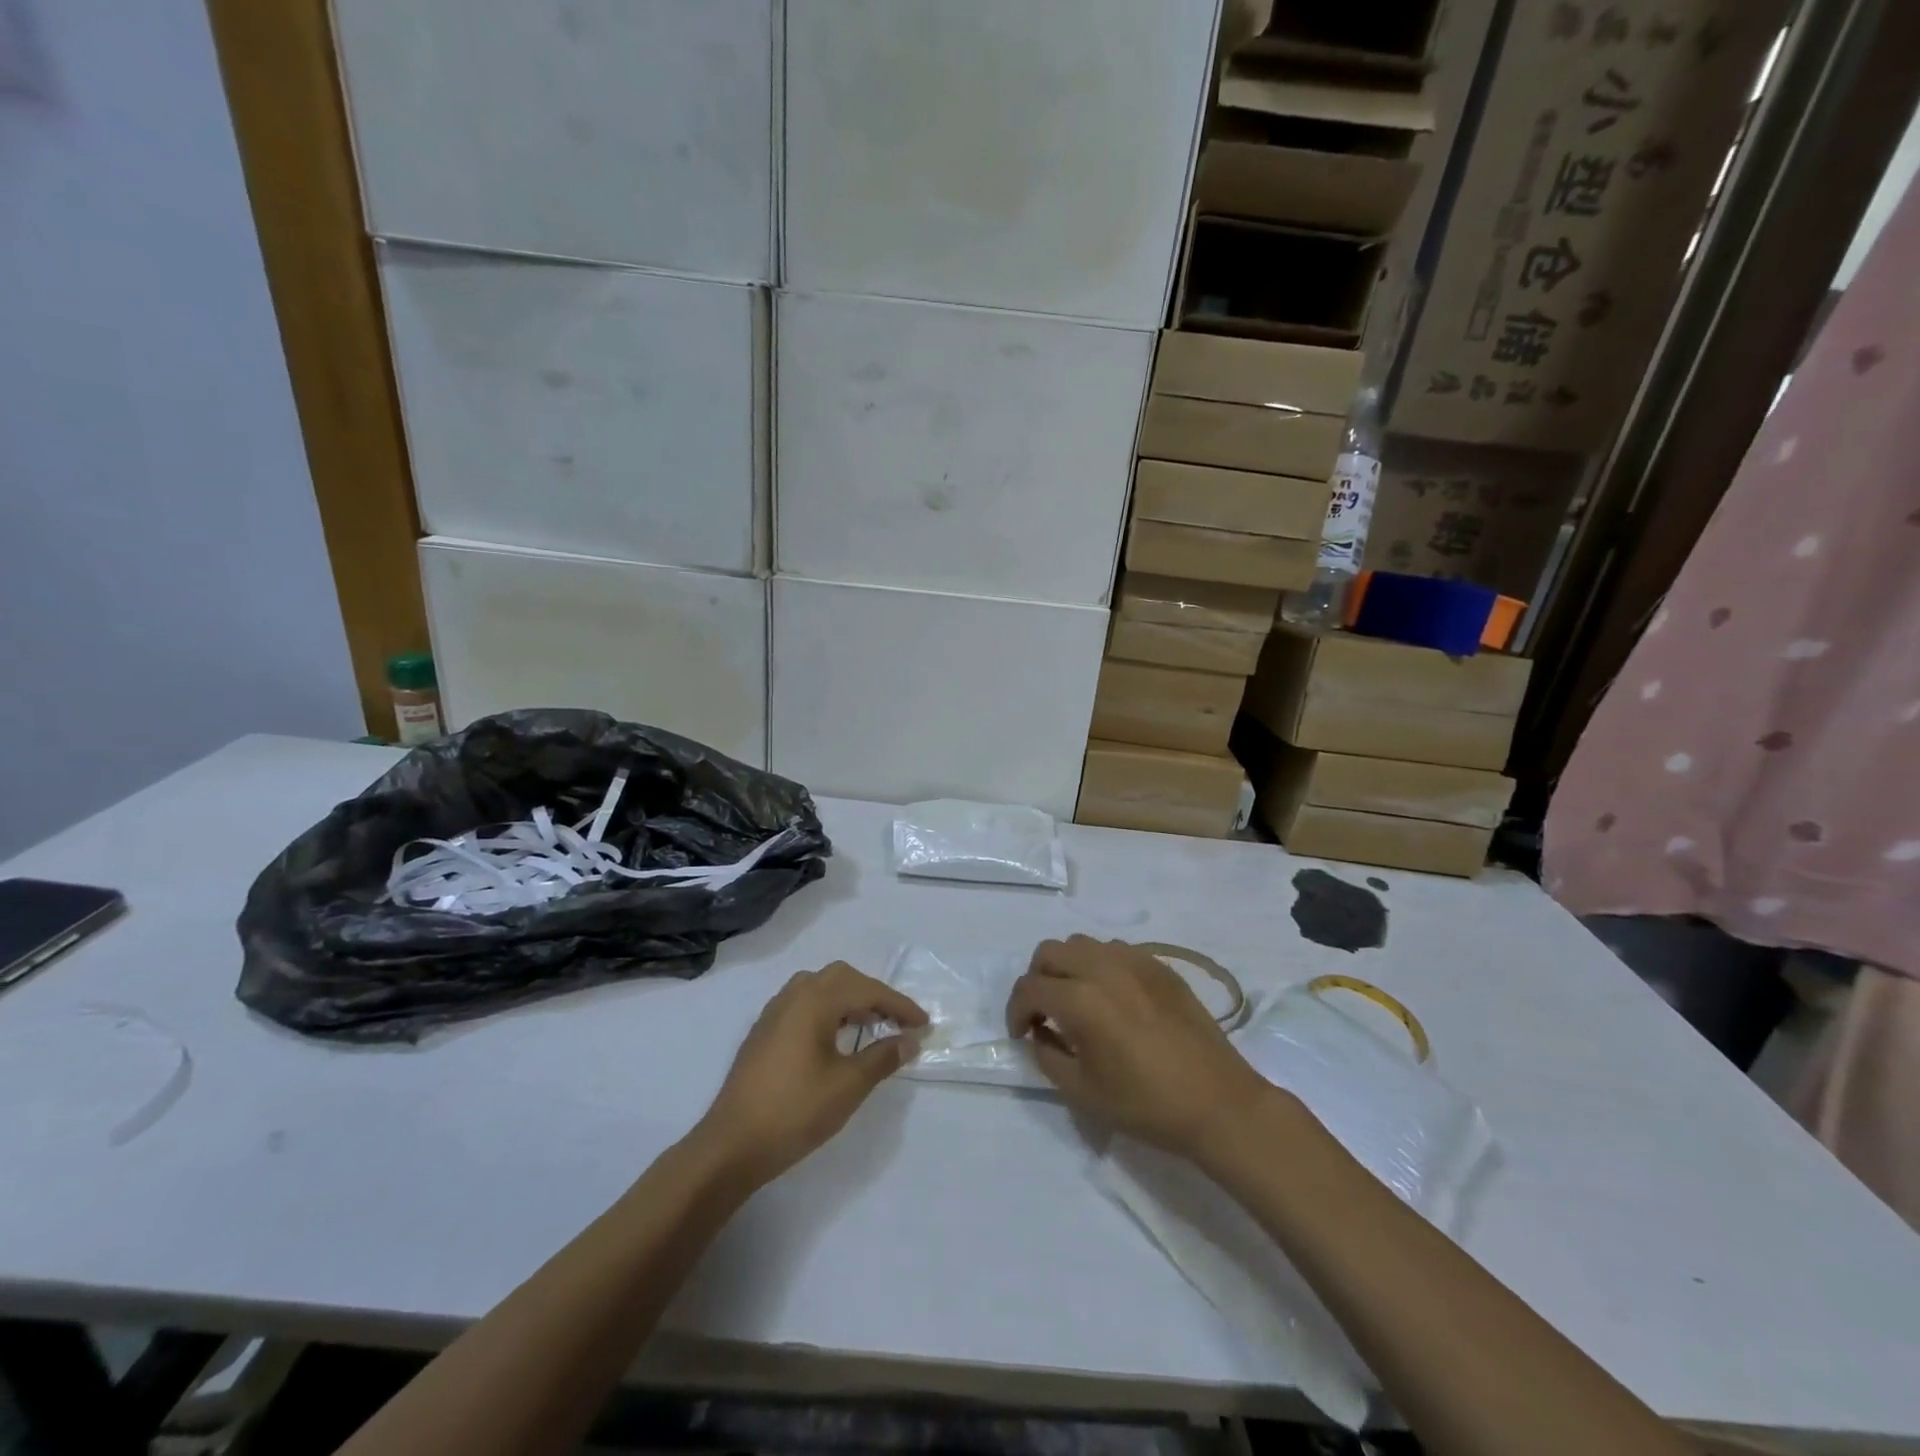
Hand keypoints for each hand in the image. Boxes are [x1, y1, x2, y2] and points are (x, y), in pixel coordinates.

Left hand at [698, 962, 927, 1185]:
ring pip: (820, 988)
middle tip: (896, 1021)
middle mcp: (793, 995)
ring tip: (870, 1026)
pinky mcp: (763, 1032)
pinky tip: (835, 1038)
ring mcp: (774, 1012)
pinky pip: (803, 1003)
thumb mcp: (848, 1086)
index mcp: (814, 1000)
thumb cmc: (795, 1111)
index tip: (923, 1024)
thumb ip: (882, 1057)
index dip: (899, 1005)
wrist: (732, 1145)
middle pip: (842, 978)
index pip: (867, 990)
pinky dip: (828, 1010)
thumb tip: (910, 1039)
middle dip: (874, 995)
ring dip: (849, 1000)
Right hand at [1005, 935, 1272, 1157]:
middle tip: (1044, 1014)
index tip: (1021, 1035)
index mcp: (1082, 999)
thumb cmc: (1147, 1104)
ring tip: (1077, 1002)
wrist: (1219, 1104)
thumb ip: (1047, 1056)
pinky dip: (1100, 965)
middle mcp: (1104, 967)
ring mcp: (1135, 961)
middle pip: (1050, 951)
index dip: (1015, 1011)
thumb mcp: (1083, 1092)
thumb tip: (1039, 1033)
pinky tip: (1112, 998)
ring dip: (1068, 967)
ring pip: (1082, 944)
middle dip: (1037, 980)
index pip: (1029, 988)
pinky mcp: (1160, 966)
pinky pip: (1115, 949)